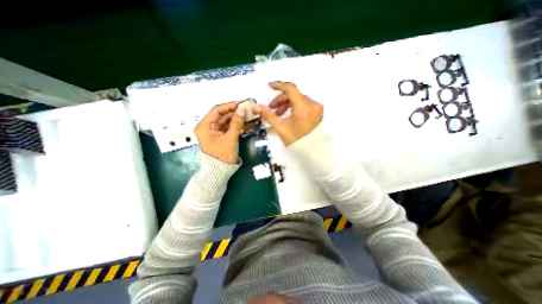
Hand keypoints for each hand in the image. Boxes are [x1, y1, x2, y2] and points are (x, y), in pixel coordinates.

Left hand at [195, 102, 245, 163]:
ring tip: (248, 114)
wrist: (220, 171)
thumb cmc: (223, 155)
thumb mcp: (230, 138)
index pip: (217, 110)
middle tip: (247, 109)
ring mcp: (214, 131)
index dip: (229, 106)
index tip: (241, 103)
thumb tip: (243, 109)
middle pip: (222, 115)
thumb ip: (237, 123)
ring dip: (237, 118)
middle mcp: (207, 127)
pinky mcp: (220, 136)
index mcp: (204, 126)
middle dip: (235, 112)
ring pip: (226, 121)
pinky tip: (245, 122)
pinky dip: (236, 125)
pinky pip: (228, 127)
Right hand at [256, 82, 320, 145]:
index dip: (279, 85)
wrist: (310, 150)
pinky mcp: (318, 111)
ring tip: (278, 113)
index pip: (291, 89)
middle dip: (281, 100)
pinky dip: (295, 106)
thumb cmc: (295, 140)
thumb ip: (268, 115)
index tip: (269, 86)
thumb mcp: (280, 127)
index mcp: (304, 108)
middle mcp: (313, 104)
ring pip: (299, 99)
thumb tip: (256, 106)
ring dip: (287, 104)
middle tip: (271, 108)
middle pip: (294, 95)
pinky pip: (304, 104)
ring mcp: (316, 108)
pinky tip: (288, 114)